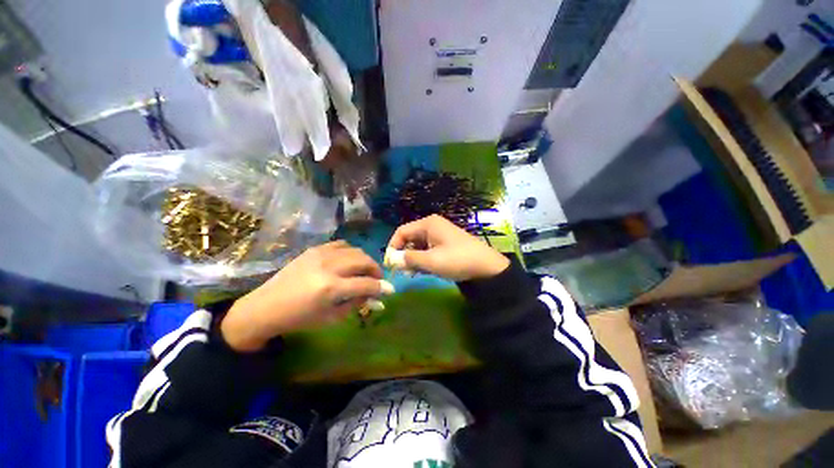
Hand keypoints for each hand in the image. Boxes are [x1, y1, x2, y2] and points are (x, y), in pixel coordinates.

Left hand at [221, 241, 392, 351]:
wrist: (266, 306)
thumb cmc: (299, 318)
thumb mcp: (331, 318)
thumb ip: (357, 304)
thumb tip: (377, 298)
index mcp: (331, 288)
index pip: (366, 284)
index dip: (382, 287)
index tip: (390, 290)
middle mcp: (328, 267)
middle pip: (364, 261)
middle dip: (376, 270)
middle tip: (376, 279)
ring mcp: (321, 254)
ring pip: (355, 250)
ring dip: (365, 261)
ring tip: (363, 270)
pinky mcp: (315, 249)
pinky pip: (342, 244)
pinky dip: (351, 252)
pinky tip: (348, 261)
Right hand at [386, 215, 509, 281]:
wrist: (487, 267)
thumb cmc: (458, 260)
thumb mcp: (431, 260)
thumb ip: (409, 259)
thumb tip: (391, 260)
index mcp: (427, 224)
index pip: (401, 232)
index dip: (392, 247)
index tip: (389, 264)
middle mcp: (431, 226)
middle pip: (409, 238)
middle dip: (403, 254)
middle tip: (401, 271)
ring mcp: (438, 235)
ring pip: (417, 245)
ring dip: (412, 258)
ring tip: (411, 273)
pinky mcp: (444, 244)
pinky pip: (427, 249)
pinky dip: (422, 259)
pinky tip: (422, 270)